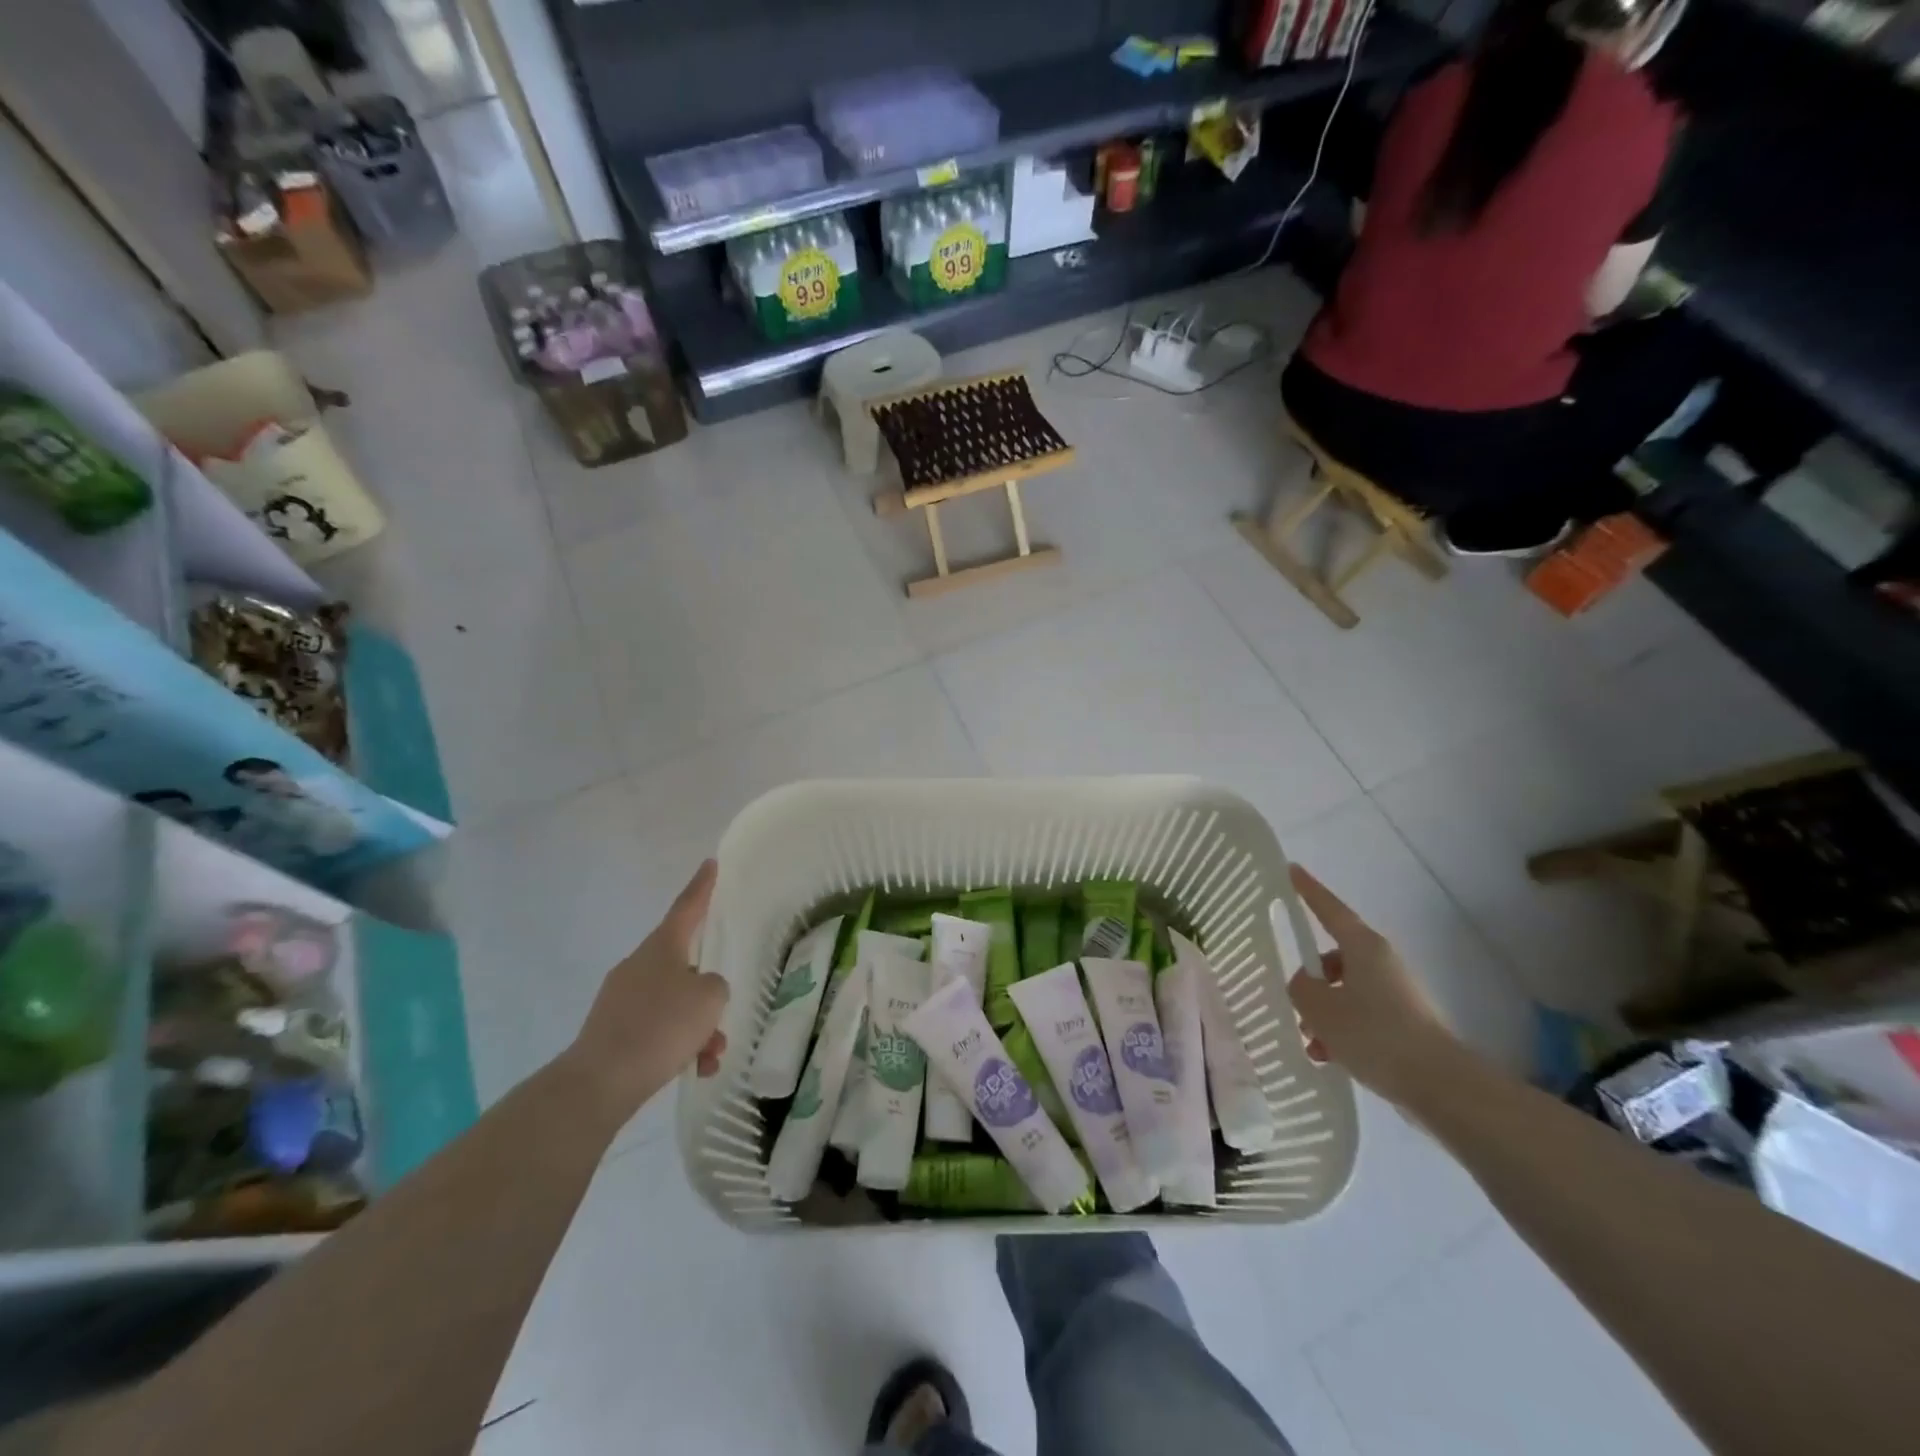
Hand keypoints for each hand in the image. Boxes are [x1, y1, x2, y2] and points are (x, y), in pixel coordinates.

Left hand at [566, 860, 729, 1121]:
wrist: (600, 1082)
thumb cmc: (661, 1026)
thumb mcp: (709, 998)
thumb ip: (715, 986)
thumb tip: (699, 992)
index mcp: (661, 947)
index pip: (687, 907)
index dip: (702, 886)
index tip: (710, 864)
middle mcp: (638, 966)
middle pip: (684, 968)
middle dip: (707, 996)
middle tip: (721, 1019)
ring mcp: (622, 1000)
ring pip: (674, 1005)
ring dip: (697, 1028)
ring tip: (711, 1057)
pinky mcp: (613, 1033)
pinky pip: (657, 1031)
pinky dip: (679, 1047)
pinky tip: (693, 1069)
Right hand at [1284, 864, 1455, 1102]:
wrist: (1441, 1085)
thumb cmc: (1375, 1035)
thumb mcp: (1320, 1009)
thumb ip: (1301, 988)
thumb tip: (1305, 984)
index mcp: (1363, 947)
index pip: (1329, 909)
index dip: (1308, 890)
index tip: (1291, 870)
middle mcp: (1381, 962)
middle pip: (1334, 959)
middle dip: (1311, 981)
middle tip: (1294, 1004)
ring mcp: (1396, 993)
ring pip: (1345, 991)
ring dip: (1324, 1013)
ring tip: (1312, 1044)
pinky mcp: (1404, 1022)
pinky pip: (1361, 1015)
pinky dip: (1342, 1031)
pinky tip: (1330, 1058)